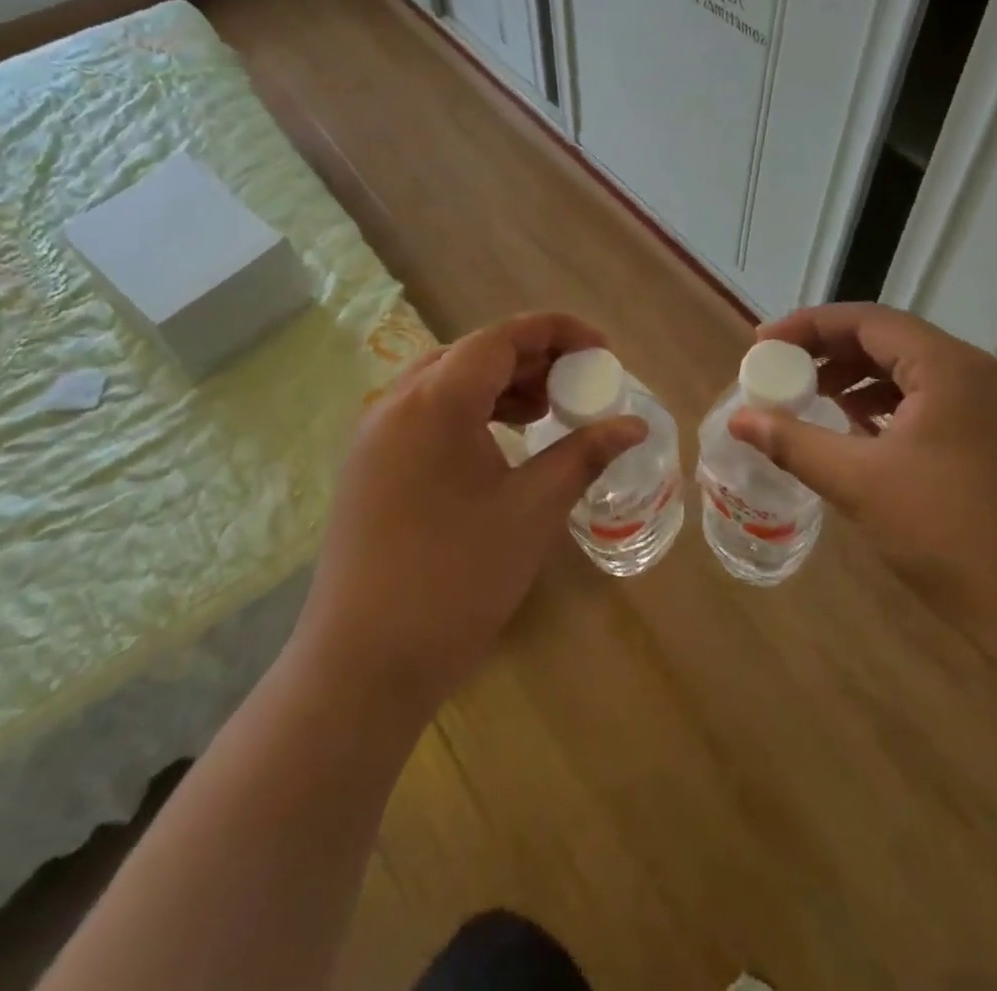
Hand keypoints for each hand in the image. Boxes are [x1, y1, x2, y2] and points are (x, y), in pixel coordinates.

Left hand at [294, 313, 647, 717]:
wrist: (363, 664)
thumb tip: (633, 426)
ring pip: (446, 383)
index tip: (602, 350)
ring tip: (545, 412)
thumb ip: (583, 455)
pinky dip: (468, 414)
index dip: (557, 332)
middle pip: (473, 354)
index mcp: (436, 400)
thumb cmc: (456, 580)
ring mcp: (375, 434)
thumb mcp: (532, 511)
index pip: (502, 337)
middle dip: (531, 360)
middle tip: (578, 384)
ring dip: (499, 386)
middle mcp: (396, 402)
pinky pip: (425, 414)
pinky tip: (499, 443)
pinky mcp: (368, 465)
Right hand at [729, 303, 996, 662]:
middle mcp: (980, 373)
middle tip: (782, 371)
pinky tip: (862, 432)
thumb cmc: (950, 536)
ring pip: (914, 371)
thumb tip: (738, 418)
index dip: (807, 326)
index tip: (762, 344)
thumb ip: (793, 442)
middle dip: (830, 352)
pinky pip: (935, 400)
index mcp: (950, 368)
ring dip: (859, 378)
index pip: (866, 320)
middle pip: (891, 340)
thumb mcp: (859, 483)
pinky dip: (891, 405)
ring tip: (815, 400)